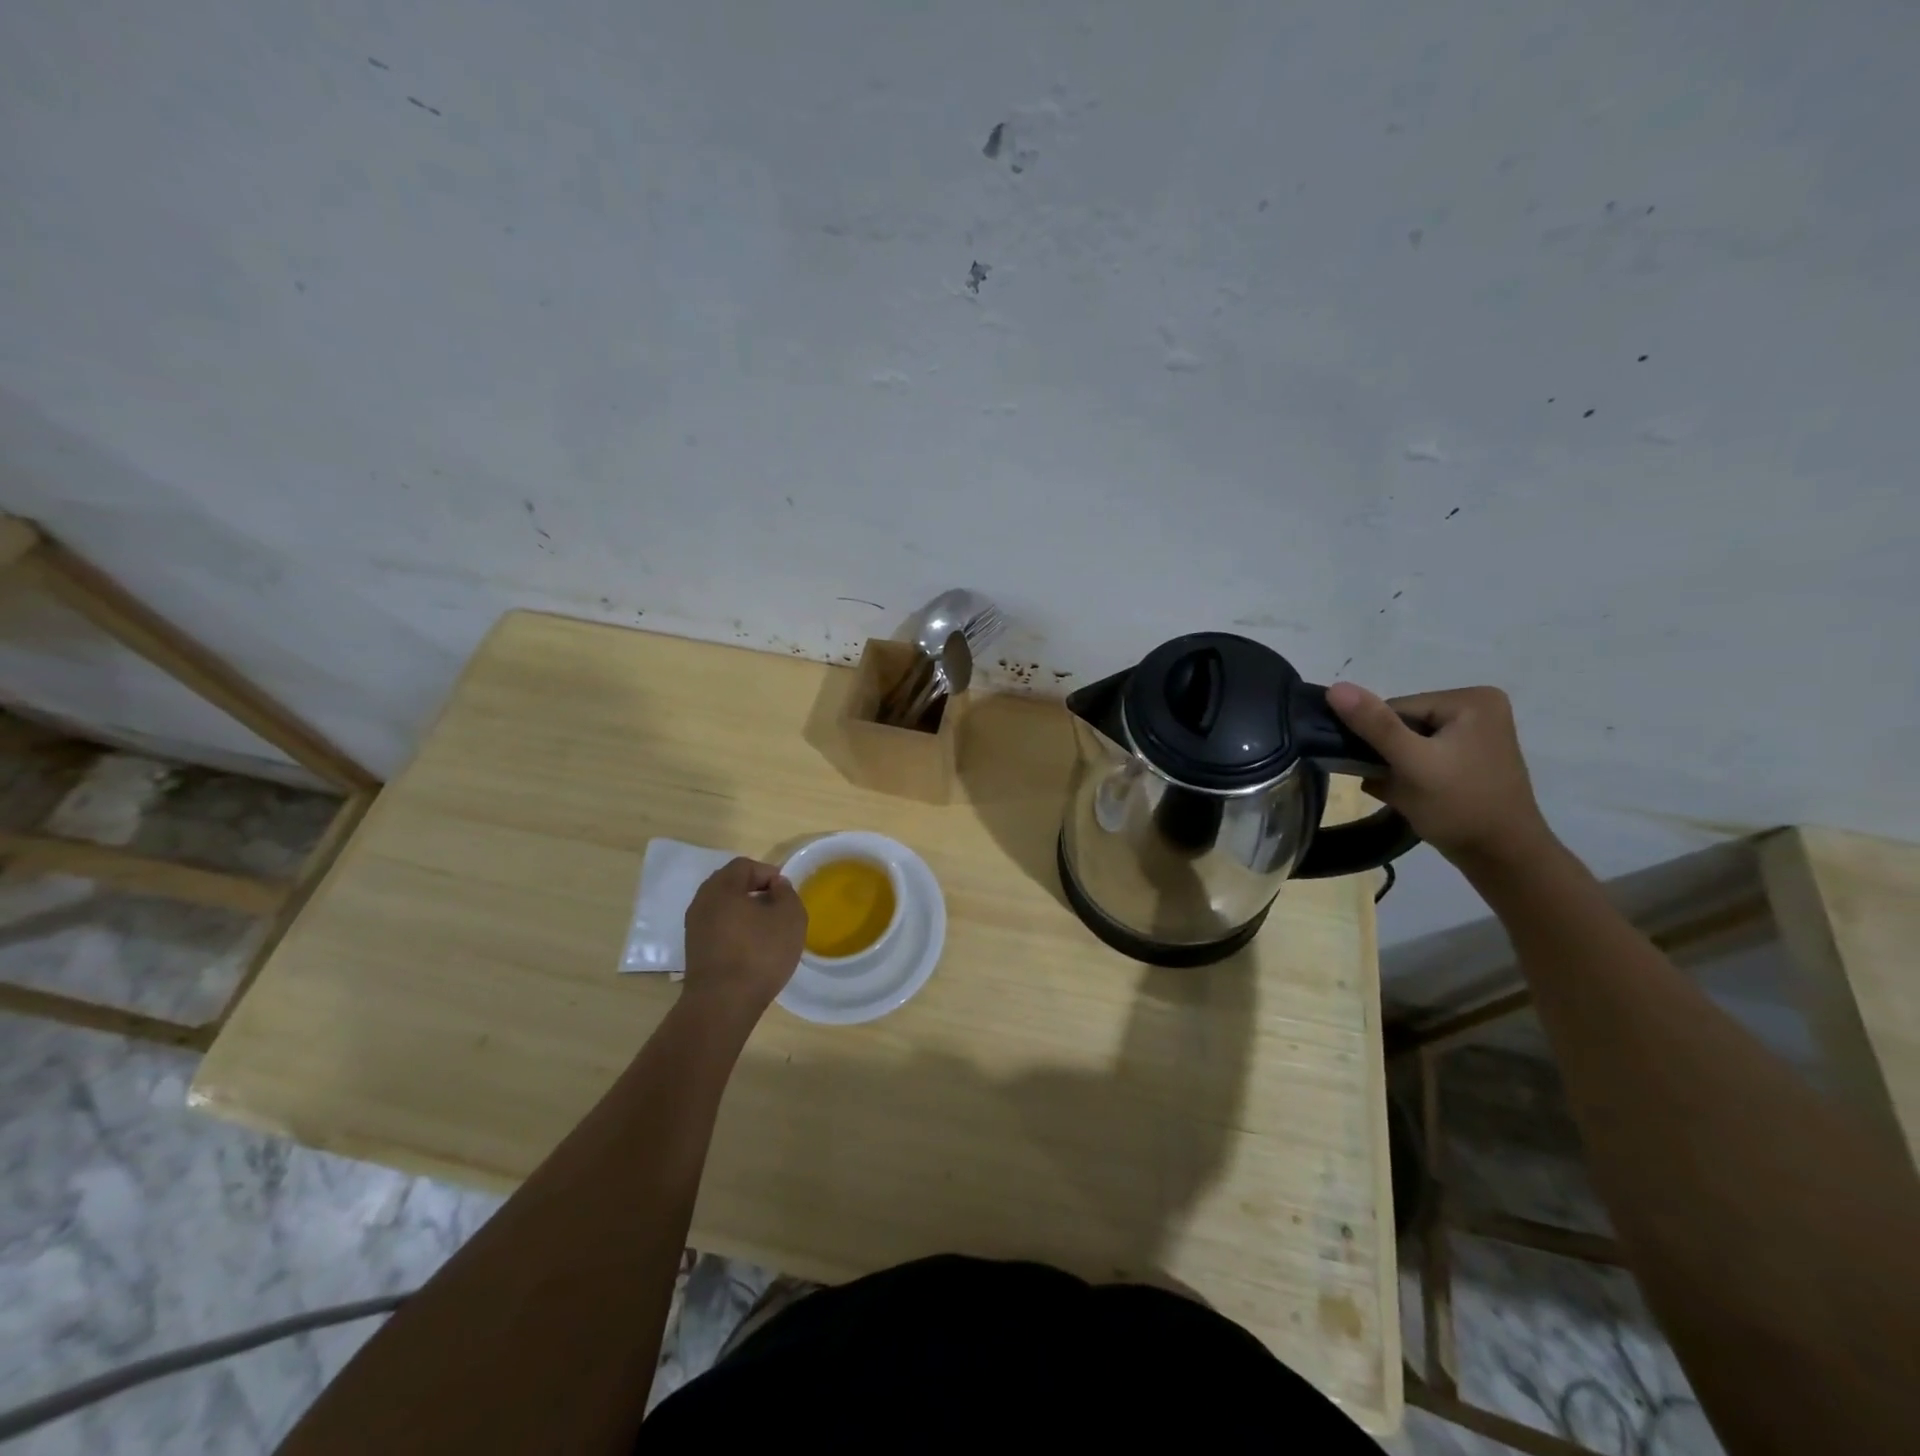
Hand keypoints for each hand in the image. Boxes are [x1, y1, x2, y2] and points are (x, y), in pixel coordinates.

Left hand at [682, 857, 806, 1020]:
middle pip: (731, 885)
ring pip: (724, 908)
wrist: (723, 1004)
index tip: (786, 893)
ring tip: (767, 931)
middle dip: (756, 892)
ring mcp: (694, 927)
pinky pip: (718, 928)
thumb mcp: (790, 916)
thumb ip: (786, 893)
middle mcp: (702, 902)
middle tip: (778, 908)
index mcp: (721, 887)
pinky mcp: (694, 951)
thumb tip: (776, 887)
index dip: (769, 873)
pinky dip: (735, 931)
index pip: (745, 865)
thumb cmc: (760, 953)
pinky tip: (752, 949)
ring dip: (745, 913)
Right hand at [1326, 682, 1555, 869]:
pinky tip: (1411, 796)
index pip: (1396, 708)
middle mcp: (1477, 709)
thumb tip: (1335, 687)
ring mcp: (1476, 735)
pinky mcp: (1470, 758)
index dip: (1379, 740)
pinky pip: (1422, 757)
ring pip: (1408, 743)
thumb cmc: (1460, 806)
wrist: (1502, 859)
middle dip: (1388, 757)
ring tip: (1404, 794)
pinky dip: (1408, 775)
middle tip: (1393, 787)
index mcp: (1471, 699)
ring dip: (1394, 769)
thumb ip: (1374, 725)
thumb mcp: (1412, 763)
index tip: (1384, 771)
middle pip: (1402, 725)